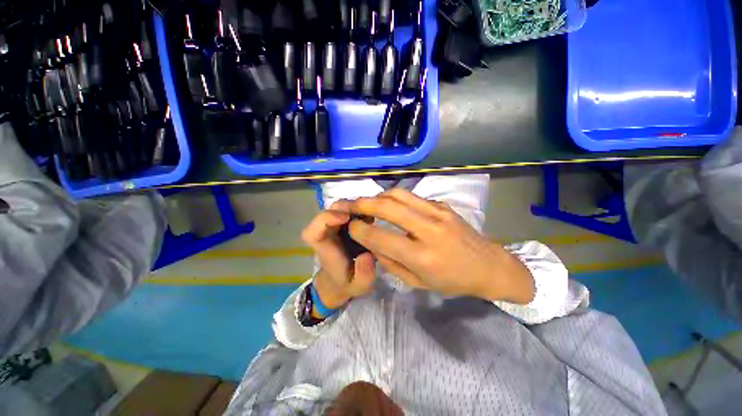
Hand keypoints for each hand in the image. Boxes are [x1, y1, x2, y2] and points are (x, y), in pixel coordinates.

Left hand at [301, 203, 376, 309]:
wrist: (339, 282)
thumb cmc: (347, 283)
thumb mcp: (360, 286)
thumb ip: (364, 274)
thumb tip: (367, 254)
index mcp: (326, 251)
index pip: (312, 233)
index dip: (325, 219)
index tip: (346, 217)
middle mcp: (325, 235)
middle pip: (326, 212)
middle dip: (345, 208)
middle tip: (366, 214)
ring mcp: (332, 228)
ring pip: (336, 208)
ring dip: (353, 208)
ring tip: (370, 217)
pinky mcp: (341, 225)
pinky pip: (346, 211)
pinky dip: (357, 210)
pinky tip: (369, 218)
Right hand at [347, 189, 534, 303]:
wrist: (489, 266)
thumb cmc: (452, 281)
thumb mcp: (417, 282)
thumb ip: (390, 262)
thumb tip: (370, 243)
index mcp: (423, 256)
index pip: (381, 238)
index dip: (360, 230)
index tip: (350, 226)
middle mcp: (429, 229)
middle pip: (388, 207)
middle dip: (363, 204)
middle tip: (349, 205)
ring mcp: (438, 212)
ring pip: (399, 194)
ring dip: (378, 196)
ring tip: (367, 202)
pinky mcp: (442, 205)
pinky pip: (412, 197)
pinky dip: (395, 198)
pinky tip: (389, 205)